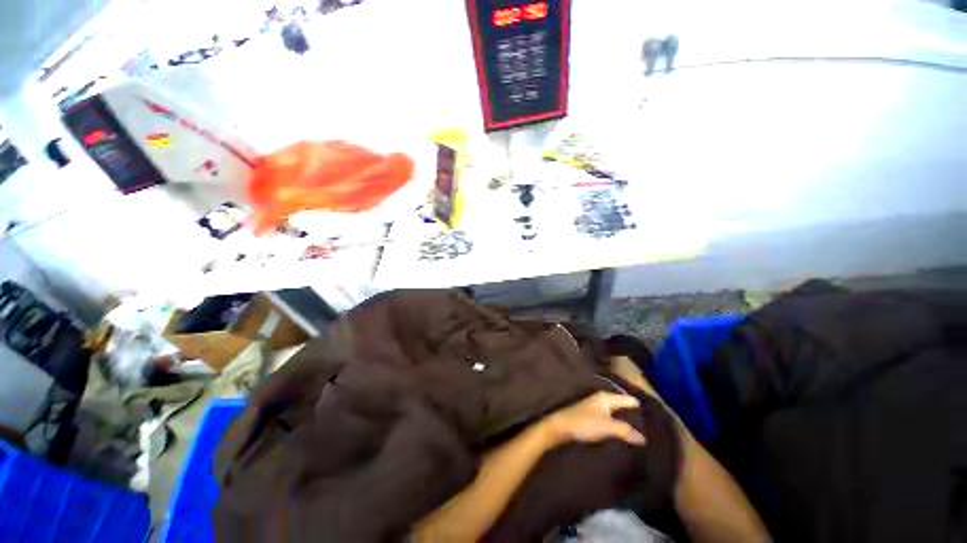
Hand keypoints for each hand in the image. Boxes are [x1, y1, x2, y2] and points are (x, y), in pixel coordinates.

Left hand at [542, 392, 645, 447]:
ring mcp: (596, 407)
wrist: (561, 427)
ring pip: (616, 411)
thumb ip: (625, 430)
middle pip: (622, 404)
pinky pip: (610, 417)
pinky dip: (618, 422)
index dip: (641, 405)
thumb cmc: (584, 423)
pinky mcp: (591, 416)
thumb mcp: (607, 427)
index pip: (628, 399)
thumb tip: (644, 438)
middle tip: (653, 425)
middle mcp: (602, 399)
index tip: (657, 414)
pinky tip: (623, 432)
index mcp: (606, 397)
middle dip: (634, 413)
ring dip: (626, 419)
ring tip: (642, 430)